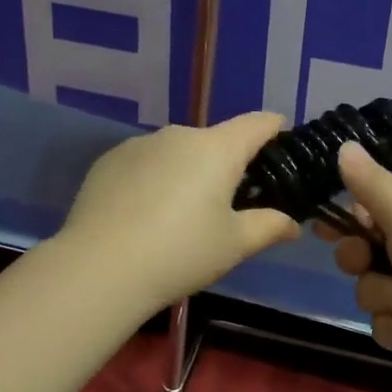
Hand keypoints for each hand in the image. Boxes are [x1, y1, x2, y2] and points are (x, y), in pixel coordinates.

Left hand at [57, 112, 301, 320]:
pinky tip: (142, 214)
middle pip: (214, 141)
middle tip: (227, 203)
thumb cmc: (180, 253)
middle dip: (226, 164)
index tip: (281, 138)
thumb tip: (292, 224)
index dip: (274, 128)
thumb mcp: (234, 245)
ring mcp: (140, 144)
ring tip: (178, 215)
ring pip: (176, 152)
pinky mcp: (109, 160)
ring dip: (186, 172)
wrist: (100, 267)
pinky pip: (144, 162)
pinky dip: (152, 179)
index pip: (256, 124)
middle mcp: (179, 135)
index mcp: (217, 148)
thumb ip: (268, 227)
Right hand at [315, 142, 391, 391]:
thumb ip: (369, 181)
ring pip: (370, 287)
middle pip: (365, 248)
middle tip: (363, 263)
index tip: (323, 228)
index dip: (347, 217)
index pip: (372, 206)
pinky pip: (385, 322)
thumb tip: (344, 144)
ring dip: (379, 296)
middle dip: (358, 259)